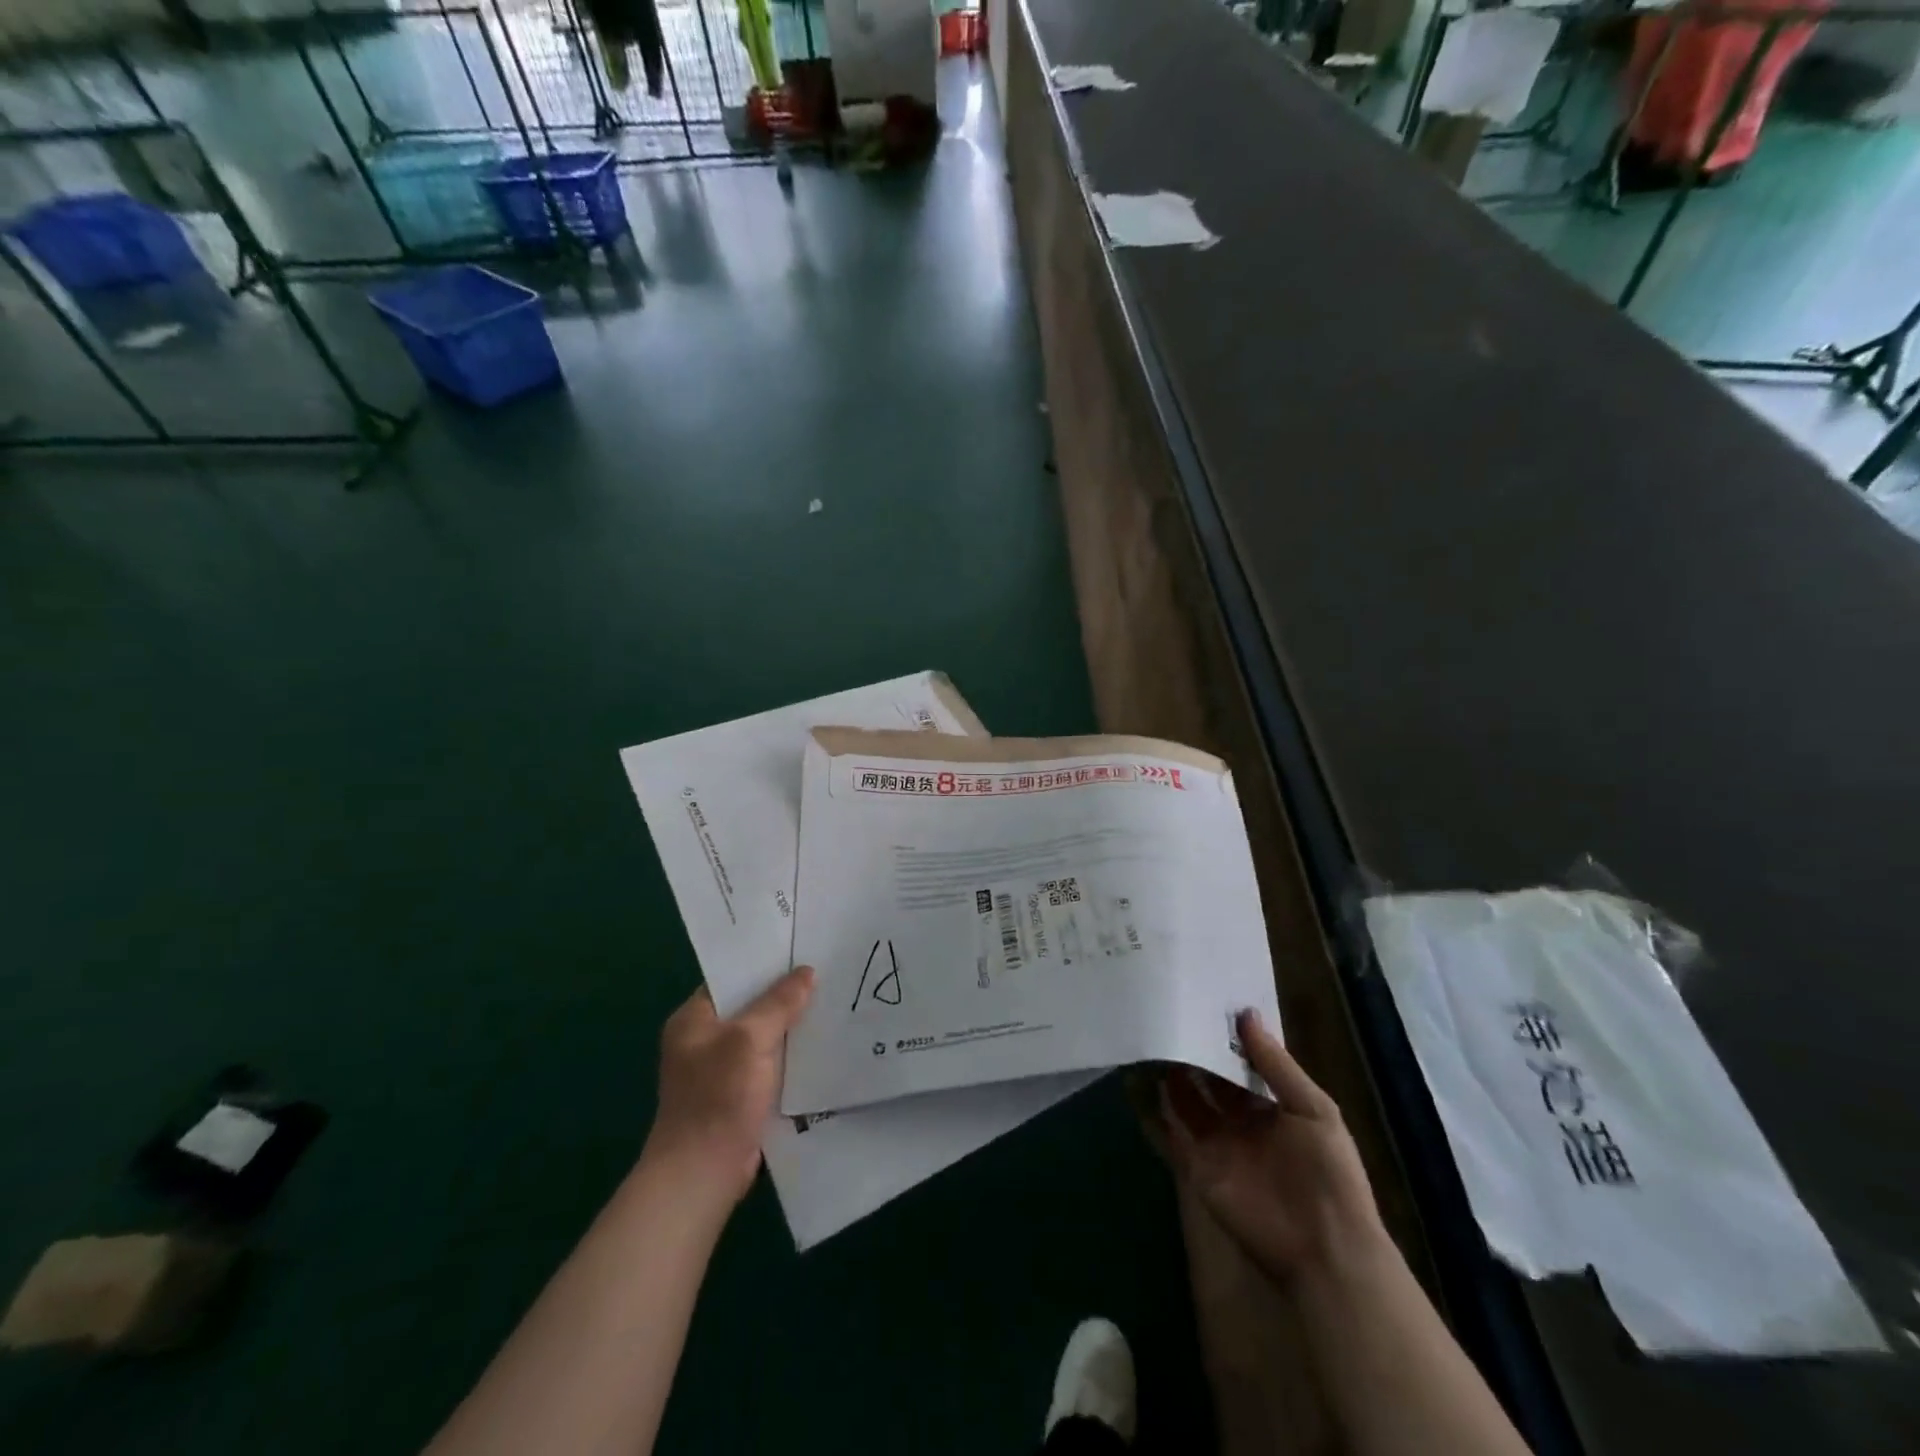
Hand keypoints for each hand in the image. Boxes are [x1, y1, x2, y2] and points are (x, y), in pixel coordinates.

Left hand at [645, 966, 814, 1206]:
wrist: (702, 1175)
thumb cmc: (717, 1097)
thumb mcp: (749, 1040)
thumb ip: (778, 1003)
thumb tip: (807, 972)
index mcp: (693, 1019)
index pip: (731, 977)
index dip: (764, 963)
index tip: (802, 947)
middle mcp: (705, 1040)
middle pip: (751, 1005)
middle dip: (785, 993)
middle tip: (826, 970)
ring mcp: (723, 1069)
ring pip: (764, 1035)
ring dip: (792, 1025)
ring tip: (833, 1000)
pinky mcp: (741, 1095)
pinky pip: (771, 1062)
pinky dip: (792, 1054)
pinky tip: (823, 1043)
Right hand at [1156, 1009, 1385, 1284]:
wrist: (1325, 1249)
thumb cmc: (1329, 1174)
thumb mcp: (1315, 1110)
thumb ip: (1276, 1064)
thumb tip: (1245, 1013)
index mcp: (1271, 1106)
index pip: (1240, 1065)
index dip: (1223, 1039)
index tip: (1200, 1004)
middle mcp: (1241, 1121)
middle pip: (1209, 1080)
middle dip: (1192, 1053)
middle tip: (1166, 1015)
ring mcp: (1217, 1145)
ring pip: (1186, 1102)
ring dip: (1169, 1076)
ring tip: (1147, 1039)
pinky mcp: (1197, 1168)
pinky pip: (1170, 1136)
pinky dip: (1152, 1113)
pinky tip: (1135, 1082)